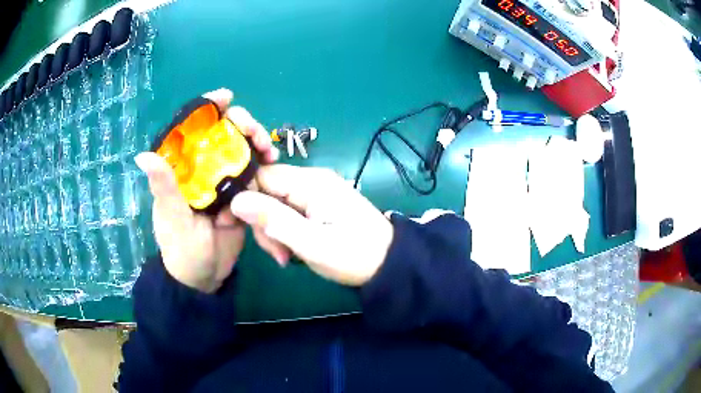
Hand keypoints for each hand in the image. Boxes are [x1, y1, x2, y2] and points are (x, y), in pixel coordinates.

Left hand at [135, 88, 279, 292]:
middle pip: (222, 132)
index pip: (191, 129)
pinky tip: (274, 162)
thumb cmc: (180, 248)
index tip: (225, 98)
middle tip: (256, 134)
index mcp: (181, 168)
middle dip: (241, 124)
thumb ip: (163, 187)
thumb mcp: (171, 217)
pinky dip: (264, 163)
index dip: (207, 108)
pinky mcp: (240, 192)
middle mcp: (202, 166)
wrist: (205, 276)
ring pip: (241, 147)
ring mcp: (222, 178)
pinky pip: (253, 170)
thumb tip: (142, 155)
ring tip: (268, 151)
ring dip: (257, 141)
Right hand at [230, 165, 393, 285]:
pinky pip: (288, 211)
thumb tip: (235, 201)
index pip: (261, 175)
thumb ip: (273, 220)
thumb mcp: (312, 243)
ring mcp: (315, 191)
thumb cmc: (354, 255)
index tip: (235, 224)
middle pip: (266, 190)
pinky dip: (284, 231)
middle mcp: (311, 180)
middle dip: (263, 222)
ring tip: (286, 257)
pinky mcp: (317, 204)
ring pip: (274, 203)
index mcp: (311, 182)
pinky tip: (292, 250)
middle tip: (277, 253)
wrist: (388, 263)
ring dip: (273, 230)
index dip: (244, 197)